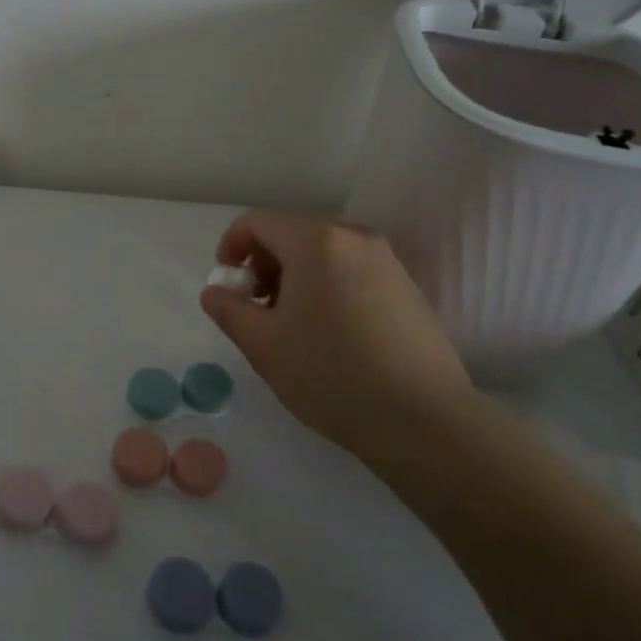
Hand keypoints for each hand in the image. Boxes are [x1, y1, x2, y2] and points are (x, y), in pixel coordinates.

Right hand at [199, 211, 472, 461]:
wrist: (423, 420)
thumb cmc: (331, 375)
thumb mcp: (263, 345)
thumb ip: (228, 309)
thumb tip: (216, 290)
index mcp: (315, 240)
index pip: (258, 221)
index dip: (231, 245)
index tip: (227, 284)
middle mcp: (354, 236)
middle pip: (293, 233)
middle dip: (265, 264)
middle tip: (257, 308)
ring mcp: (387, 260)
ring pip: (324, 252)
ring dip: (296, 276)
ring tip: (292, 324)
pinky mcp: (408, 287)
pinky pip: (353, 270)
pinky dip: (328, 286)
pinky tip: (331, 333)